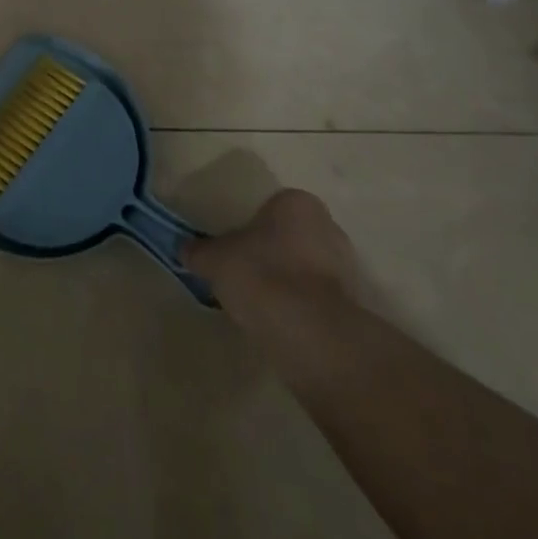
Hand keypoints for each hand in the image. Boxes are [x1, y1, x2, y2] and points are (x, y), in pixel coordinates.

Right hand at [182, 189, 360, 327]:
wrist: (311, 335)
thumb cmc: (262, 276)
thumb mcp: (216, 260)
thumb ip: (199, 251)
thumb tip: (184, 249)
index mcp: (296, 202)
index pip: (271, 208)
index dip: (251, 229)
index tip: (236, 252)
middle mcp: (327, 226)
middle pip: (292, 236)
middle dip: (274, 254)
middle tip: (247, 276)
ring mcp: (346, 268)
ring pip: (308, 269)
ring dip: (290, 283)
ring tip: (262, 306)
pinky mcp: (353, 307)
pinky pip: (319, 300)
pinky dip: (303, 309)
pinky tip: (282, 326)